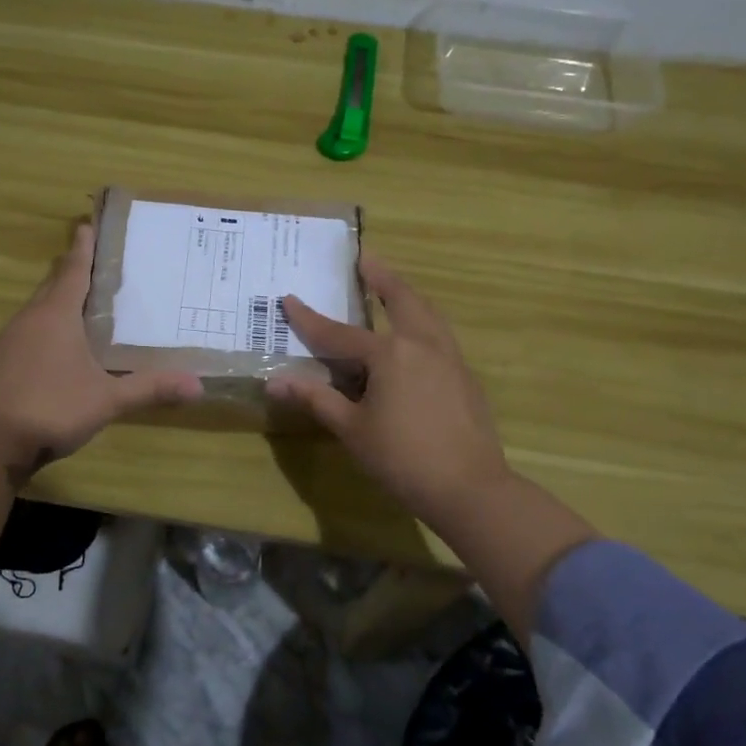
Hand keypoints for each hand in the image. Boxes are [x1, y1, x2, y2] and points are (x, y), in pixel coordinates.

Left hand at [0, 223, 201, 479]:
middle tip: (95, 264)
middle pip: (52, 285)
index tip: (87, 225)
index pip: (74, 270)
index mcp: (56, 315)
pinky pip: (25, 333)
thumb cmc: (51, 407)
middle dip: (71, 272)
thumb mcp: (107, 400)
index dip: (83, 248)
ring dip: (56, 301)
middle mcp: (29, 319)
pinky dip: (42, 329)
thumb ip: (150, 389)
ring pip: (36, 310)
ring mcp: (7, 341)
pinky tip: (53, 349)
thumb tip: (198, 385)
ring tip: (79, 304)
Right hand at [269, 257, 516, 527]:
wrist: (470, 488)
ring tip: (393, 285)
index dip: (310, 319)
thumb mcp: (352, 429)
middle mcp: (422, 344)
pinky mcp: (465, 376)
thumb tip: (275, 382)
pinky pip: (440, 335)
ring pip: (428, 313)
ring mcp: (450, 358)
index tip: (289, 299)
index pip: (339, 333)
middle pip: (401, 298)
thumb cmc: (402, 458)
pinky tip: (417, 337)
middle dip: (381, 276)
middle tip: (366, 257)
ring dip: (407, 294)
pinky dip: (423, 322)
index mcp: (390, 354)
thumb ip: (316, 399)